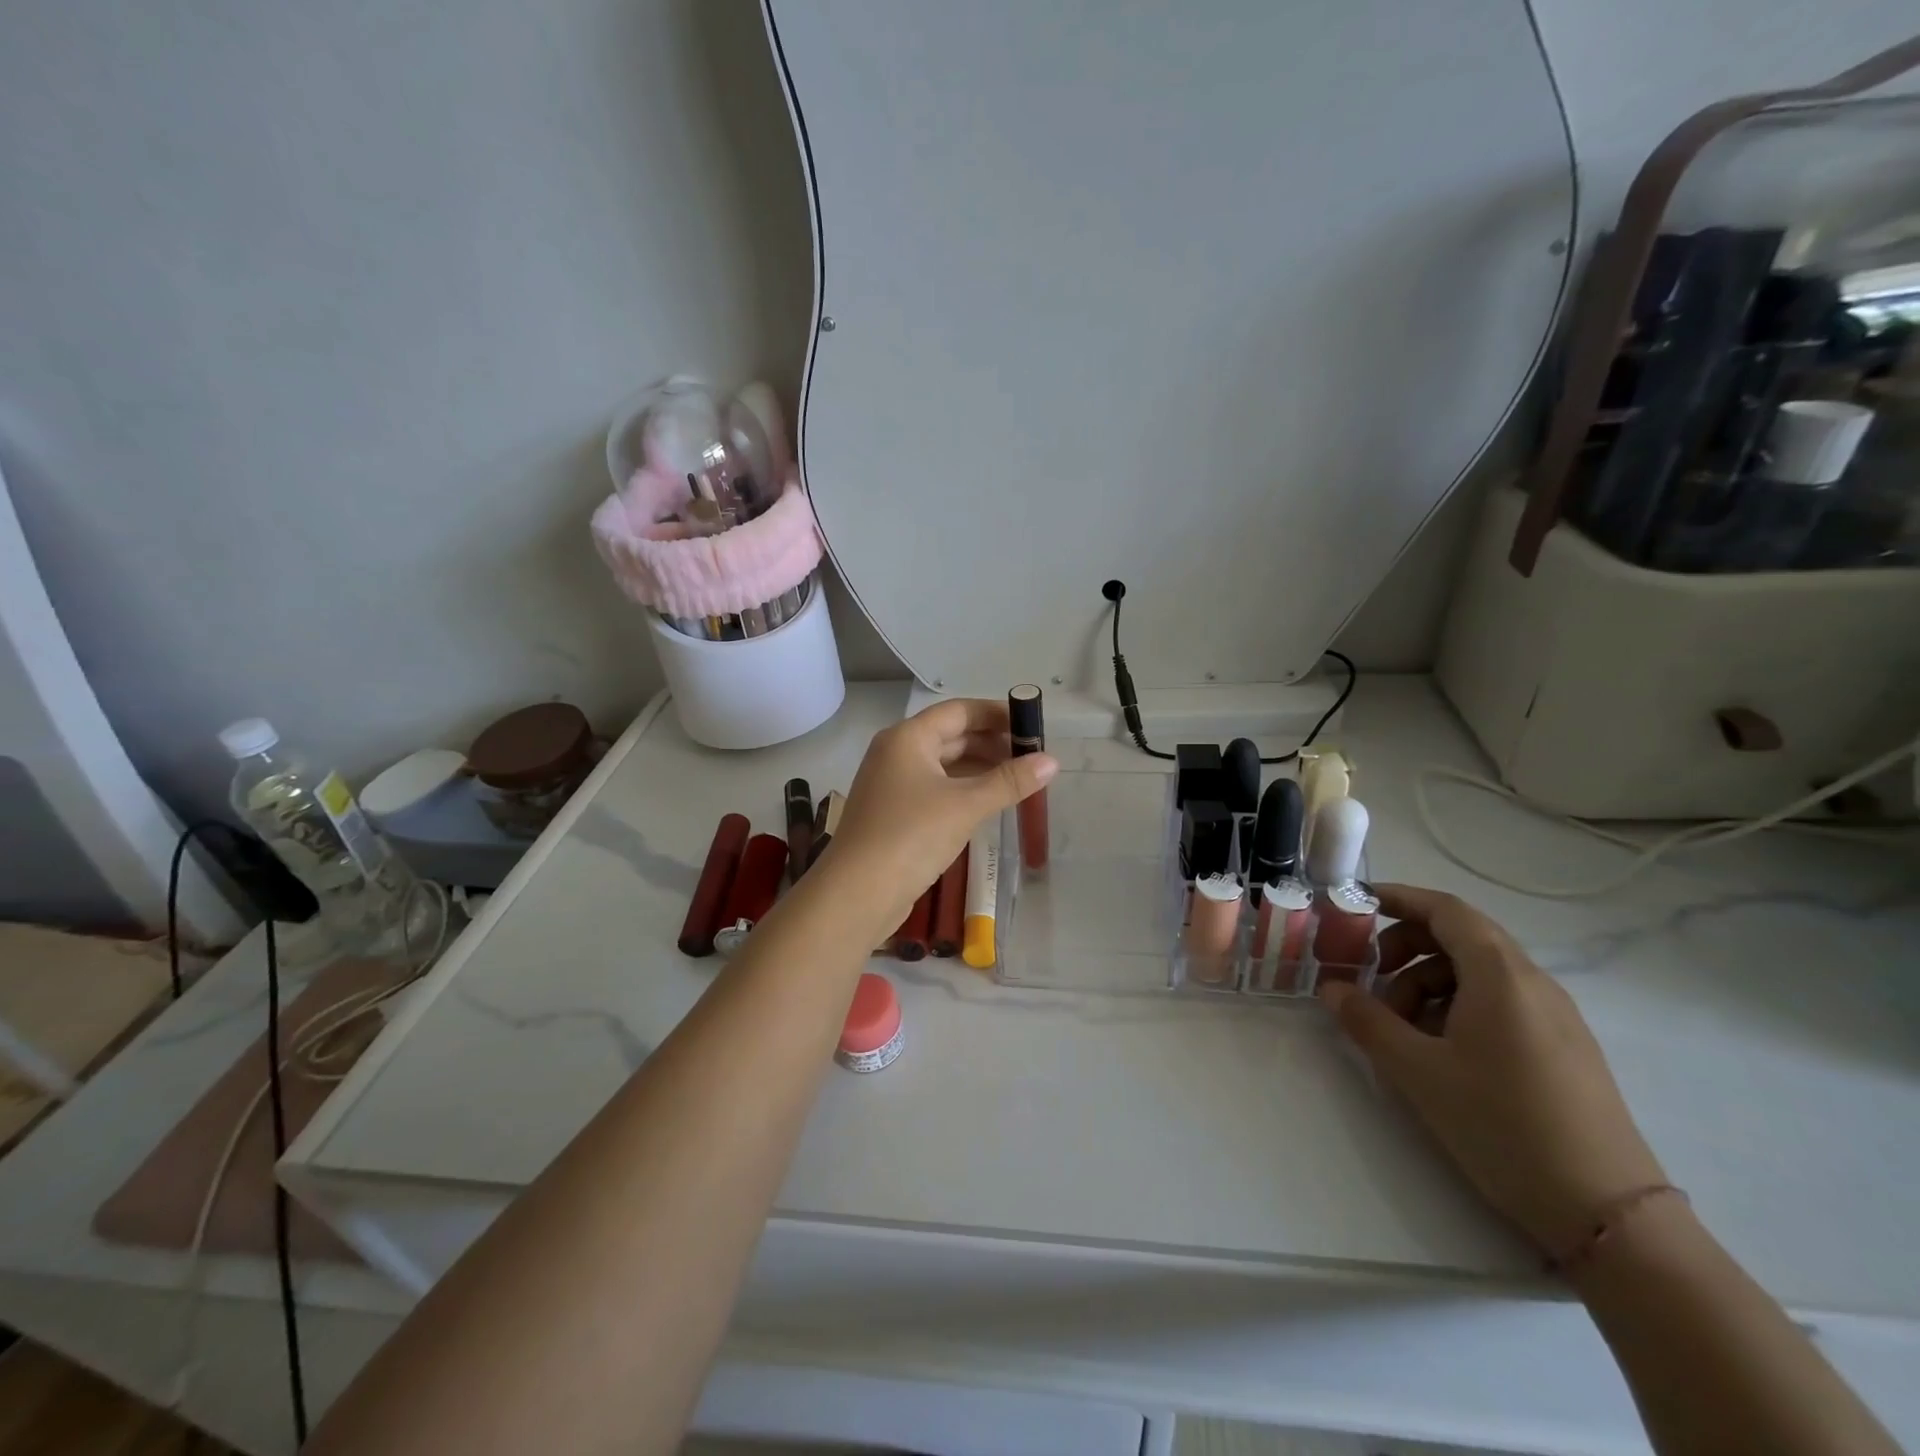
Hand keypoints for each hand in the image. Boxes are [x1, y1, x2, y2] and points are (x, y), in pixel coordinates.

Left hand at [825, 698, 1056, 932]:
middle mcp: (896, 753)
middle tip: (1032, 756)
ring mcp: (892, 784)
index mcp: (908, 737)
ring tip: (1019, 780)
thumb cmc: (911, 836)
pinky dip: (963, 790)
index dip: (997, 714)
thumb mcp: (966, 805)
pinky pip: (935, 790)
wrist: (857, 893)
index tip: (1032, 725)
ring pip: (943, 765)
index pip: (959, 711)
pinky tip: (988, 803)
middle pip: (951, 736)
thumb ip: (1009, 781)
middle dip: (992, 743)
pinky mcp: (894, 813)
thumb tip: (1052, 761)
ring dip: (979, 769)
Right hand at [1319, 884, 1666, 1258]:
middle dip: (1406, 947)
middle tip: (1370, 977)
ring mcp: (1554, 1016)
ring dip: (1428, 982)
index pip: (1445, 909)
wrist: (1608, 1213)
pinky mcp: (1563, 1047)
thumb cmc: (1503, 1125)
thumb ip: (1367, 1021)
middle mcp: (1533, 983)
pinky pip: (1499, 1002)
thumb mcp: (1418, 1072)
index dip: (1399, 898)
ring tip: (1401, 1028)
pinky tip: (1440, 1050)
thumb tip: (1332, 988)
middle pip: (1460, 937)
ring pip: (1477, 973)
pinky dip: (1457, 1006)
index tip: (1356, 904)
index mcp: (1501, 975)